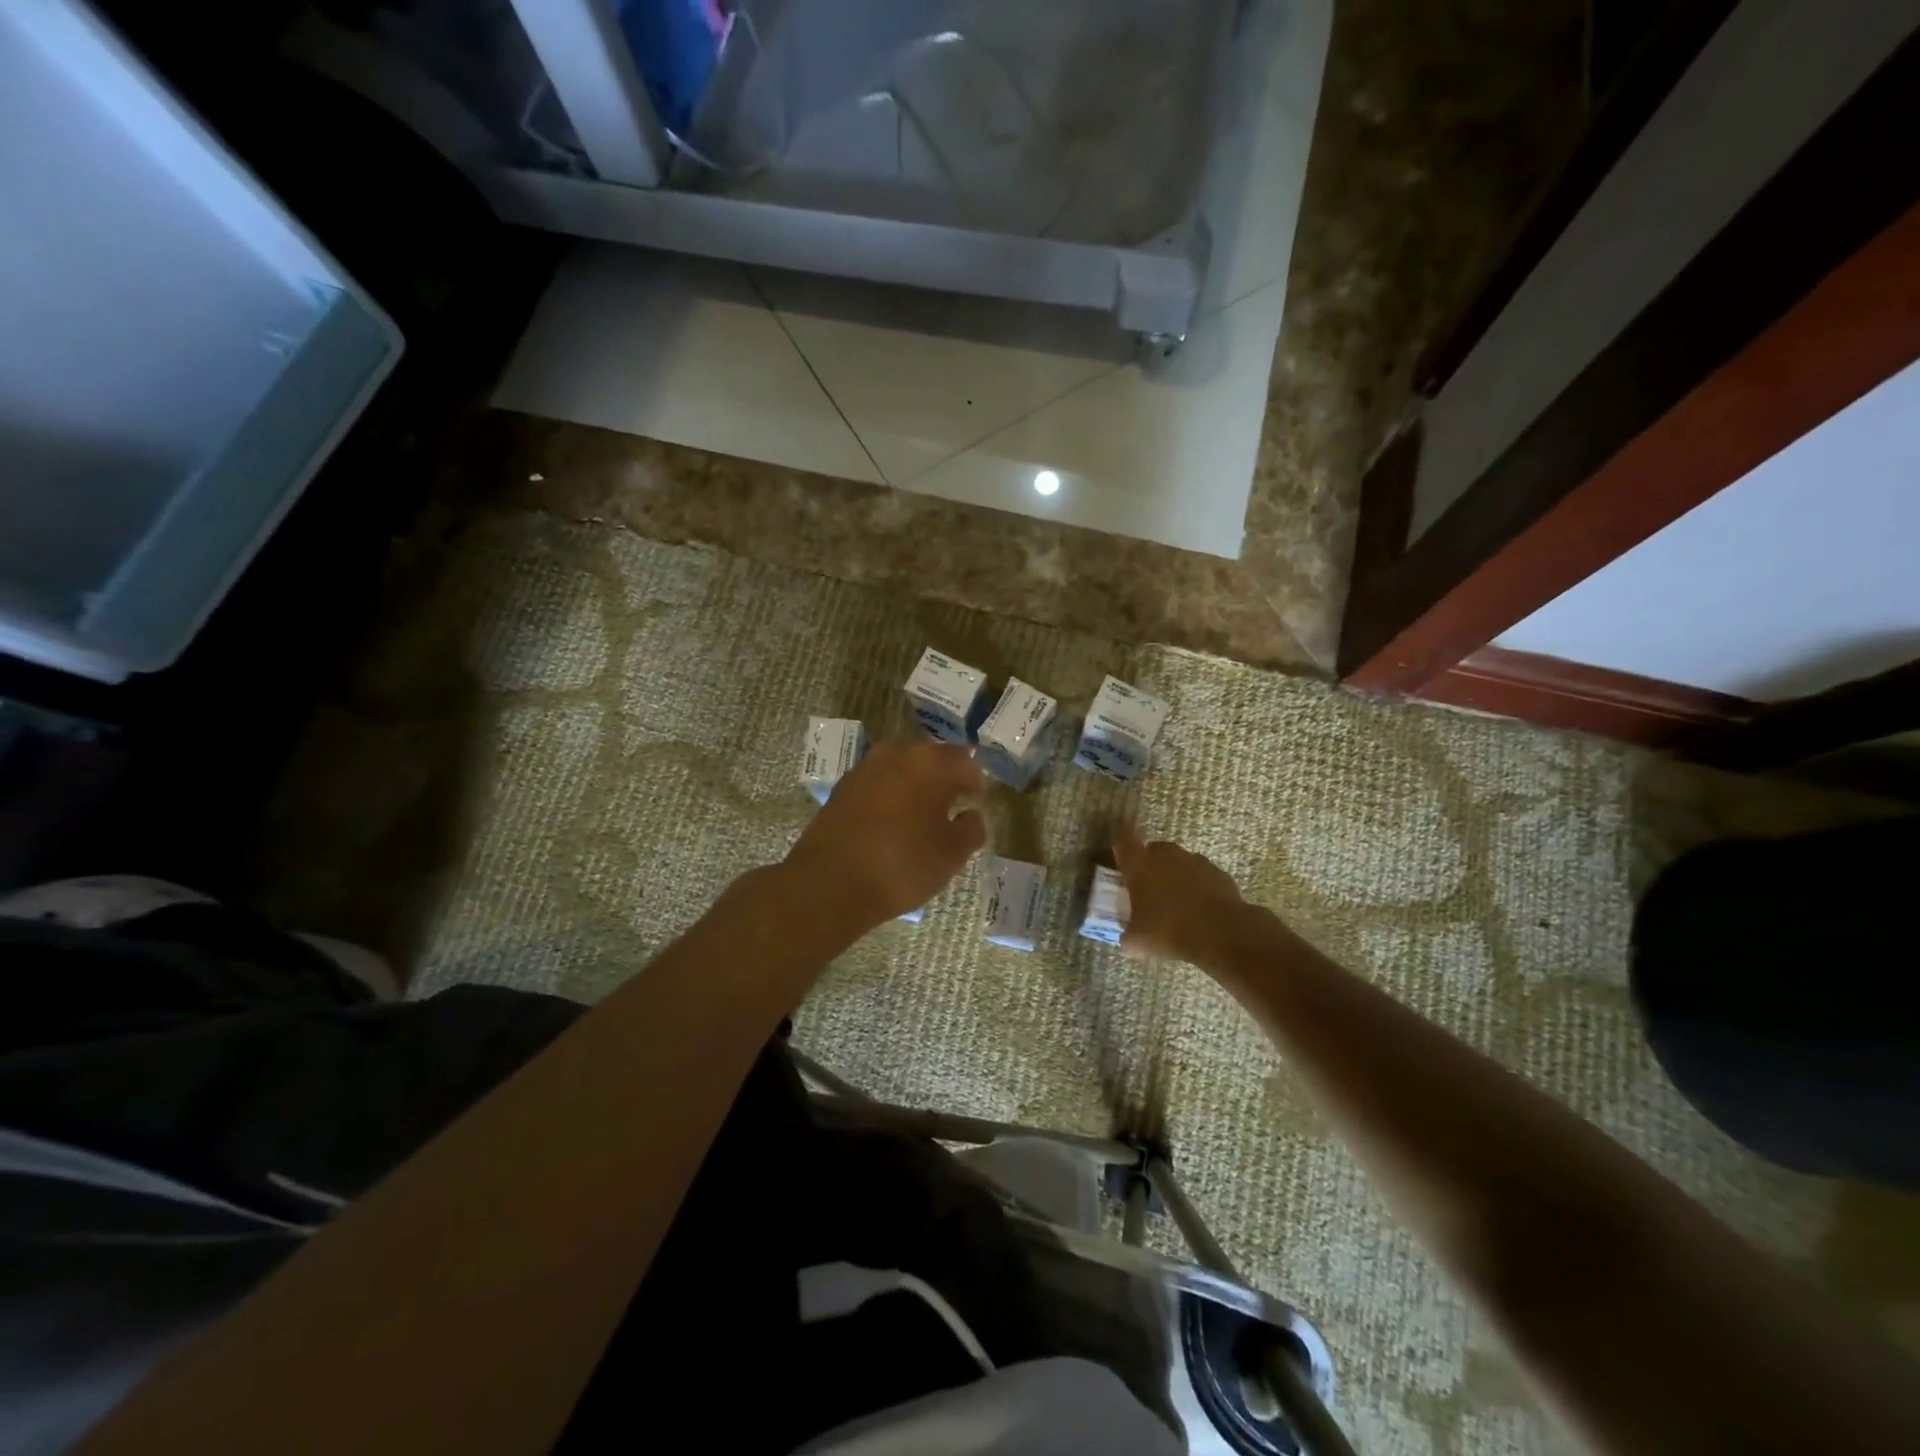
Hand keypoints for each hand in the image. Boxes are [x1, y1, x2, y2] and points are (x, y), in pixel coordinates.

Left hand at [785, 740, 987, 929]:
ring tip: (921, 816)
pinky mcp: (841, 790)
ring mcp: (864, 770)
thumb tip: (971, 815)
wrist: (830, 884)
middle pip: (929, 759)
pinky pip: (876, 786)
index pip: (963, 760)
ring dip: (914, 787)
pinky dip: (888, 798)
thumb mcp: (952, 854)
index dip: (974, 781)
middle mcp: (896, 754)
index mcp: (930, 763)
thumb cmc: (902, 865)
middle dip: (943, 779)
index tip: (977, 801)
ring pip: (900, 770)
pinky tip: (891, 824)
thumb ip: (971, 829)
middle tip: (952, 805)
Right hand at [1113, 831, 1245, 963]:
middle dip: (1148, 865)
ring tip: (1175, 901)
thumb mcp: (1137, 941)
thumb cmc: (1170, 930)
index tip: (1121, 865)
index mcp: (1139, 864)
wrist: (1222, 932)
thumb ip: (1127, 935)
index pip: (1122, 842)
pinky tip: (1198, 907)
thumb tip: (1126, 938)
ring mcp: (1194, 860)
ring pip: (1178, 861)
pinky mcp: (1217, 871)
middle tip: (1147, 889)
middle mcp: (1165, 854)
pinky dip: (1197, 885)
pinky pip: (1200, 874)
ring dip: (1174, 874)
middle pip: (1152, 849)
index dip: (1120, 851)